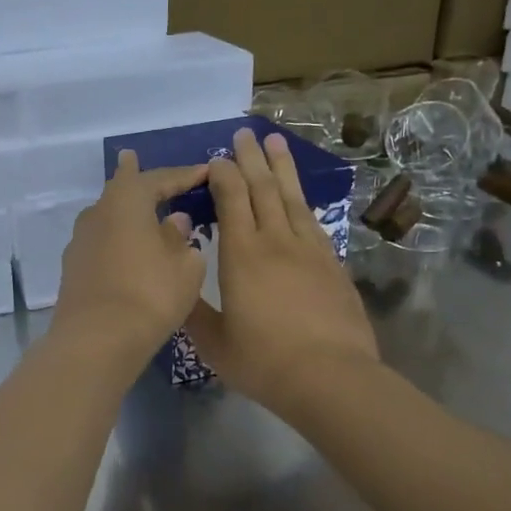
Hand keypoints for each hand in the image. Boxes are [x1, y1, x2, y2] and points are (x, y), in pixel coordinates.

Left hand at [50, 151, 209, 370]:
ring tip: (132, 204)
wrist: (97, 340)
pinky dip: (116, 238)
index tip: (205, 171)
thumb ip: (181, 238)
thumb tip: (173, 222)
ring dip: (123, 210)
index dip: (184, 175)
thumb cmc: (150, 294)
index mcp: (127, 201)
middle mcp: (97, 213)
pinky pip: (101, 242)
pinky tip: (123, 246)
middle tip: (133, 159)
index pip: (159, 179)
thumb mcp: (184, 266)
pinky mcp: (73, 268)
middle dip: (134, 177)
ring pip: (106, 216)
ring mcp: (80, 241)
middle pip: (120, 189)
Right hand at [185, 128, 378, 417]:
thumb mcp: (214, 343)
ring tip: (275, 143)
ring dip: (282, 169)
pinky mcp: (332, 265)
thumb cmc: (264, 361)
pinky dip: (303, 202)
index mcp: (242, 255)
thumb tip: (177, 288)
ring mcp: (309, 250)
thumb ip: (193, 312)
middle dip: (251, 159)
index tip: (216, 159)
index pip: (232, 200)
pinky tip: (300, 198)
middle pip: (263, 189)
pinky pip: (313, 221)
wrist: (330, 376)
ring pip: (292, 198)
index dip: (223, 175)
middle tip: (244, 134)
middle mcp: (276, 241)